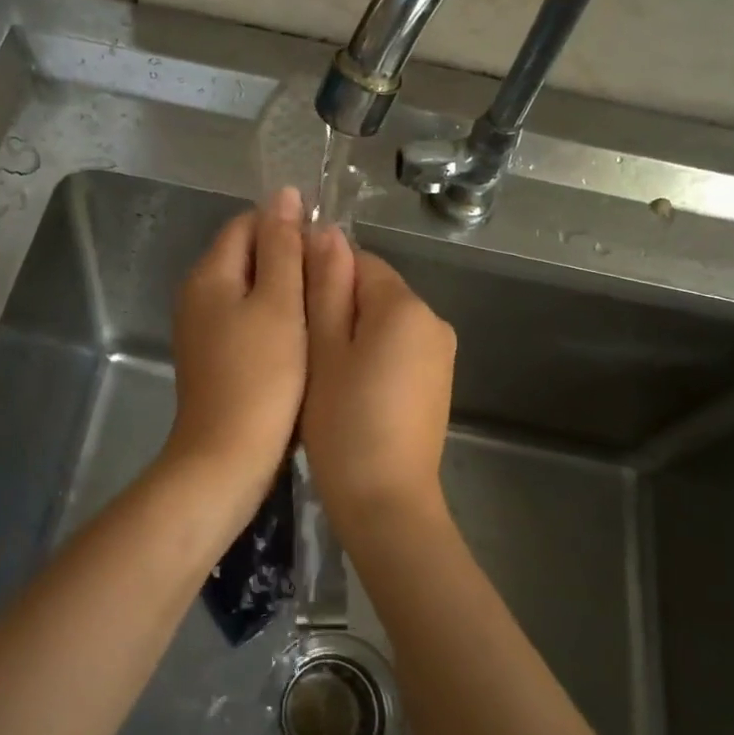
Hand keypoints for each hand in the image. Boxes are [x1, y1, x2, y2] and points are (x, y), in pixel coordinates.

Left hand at [161, 188, 307, 513]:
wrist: (227, 457)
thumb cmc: (261, 377)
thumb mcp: (278, 304)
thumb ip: (282, 247)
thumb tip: (285, 195)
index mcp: (209, 274)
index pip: (248, 224)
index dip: (287, 226)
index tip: (325, 249)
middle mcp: (198, 295)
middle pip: (246, 256)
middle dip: (288, 260)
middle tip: (330, 281)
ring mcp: (202, 329)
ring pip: (249, 291)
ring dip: (284, 292)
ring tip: (321, 308)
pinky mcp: (214, 358)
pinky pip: (246, 321)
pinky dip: (273, 321)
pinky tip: (301, 338)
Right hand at [300, 225, 456, 527]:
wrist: (387, 502)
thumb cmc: (343, 422)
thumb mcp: (323, 349)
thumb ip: (325, 286)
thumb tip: (326, 232)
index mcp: (405, 306)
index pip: (358, 261)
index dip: (320, 277)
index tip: (292, 311)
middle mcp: (433, 320)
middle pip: (374, 291)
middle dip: (336, 307)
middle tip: (301, 349)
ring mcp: (441, 354)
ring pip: (384, 323)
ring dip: (351, 334)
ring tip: (320, 373)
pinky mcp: (438, 383)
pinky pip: (398, 350)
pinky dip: (371, 358)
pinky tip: (348, 391)